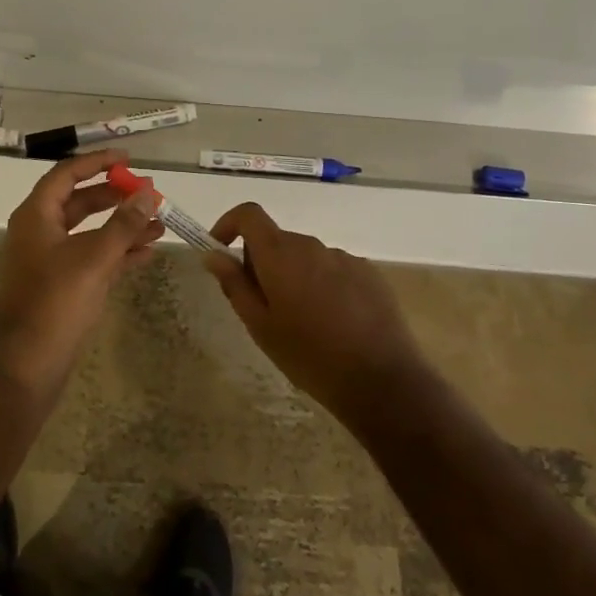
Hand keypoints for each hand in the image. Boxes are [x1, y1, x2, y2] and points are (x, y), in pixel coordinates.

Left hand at [0, 149, 164, 395]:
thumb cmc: (55, 301)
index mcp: (36, 215)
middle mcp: (40, 232)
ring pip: (89, 232)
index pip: (67, 174)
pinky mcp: (61, 286)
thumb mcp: (94, 258)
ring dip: (122, 227)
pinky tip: (147, 253)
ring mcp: (49, 261)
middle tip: (149, 192)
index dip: (97, 163)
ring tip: (160, 224)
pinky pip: (92, 258)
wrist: (25, 365)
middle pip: (80, 202)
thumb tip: (149, 193)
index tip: (128, 159)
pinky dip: (117, 253)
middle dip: (115, 197)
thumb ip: (124, 224)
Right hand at [202, 203, 428, 428]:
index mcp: (280, 254)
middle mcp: (311, 245)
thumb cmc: (309, 356)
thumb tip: (213, 254)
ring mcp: (344, 258)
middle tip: (263, 306)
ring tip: (303, 321)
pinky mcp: (369, 273)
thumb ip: (234, 284)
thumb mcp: (260, 326)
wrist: (382, 381)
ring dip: (295, 276)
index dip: (230, 224)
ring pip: (306, 257)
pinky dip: (323, 285)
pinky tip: (334, 323)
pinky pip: (334, 269)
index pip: (249, 214)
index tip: (221, 250)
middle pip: (277, 240)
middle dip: (262, 263)